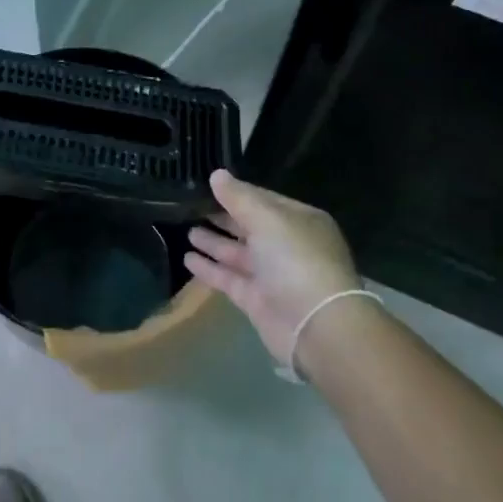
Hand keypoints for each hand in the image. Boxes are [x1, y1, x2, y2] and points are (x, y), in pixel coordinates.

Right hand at [185, 169, 369, 375]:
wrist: (316, 326)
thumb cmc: (296, 261)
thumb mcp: (267, 219)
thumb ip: (239, 197)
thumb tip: (217, 174)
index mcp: (298, 220)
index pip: (263, 199)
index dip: (236, 192)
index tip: (206, 184)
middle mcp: (287, 245)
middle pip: (249, 226)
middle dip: (223, 217)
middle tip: (191, 206)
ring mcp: (272, 275)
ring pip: (238, 253)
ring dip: (214, 242)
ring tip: (186, 231)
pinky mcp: (257, 300)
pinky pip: (229, 278)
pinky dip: (210, 269)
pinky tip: (187, 259)